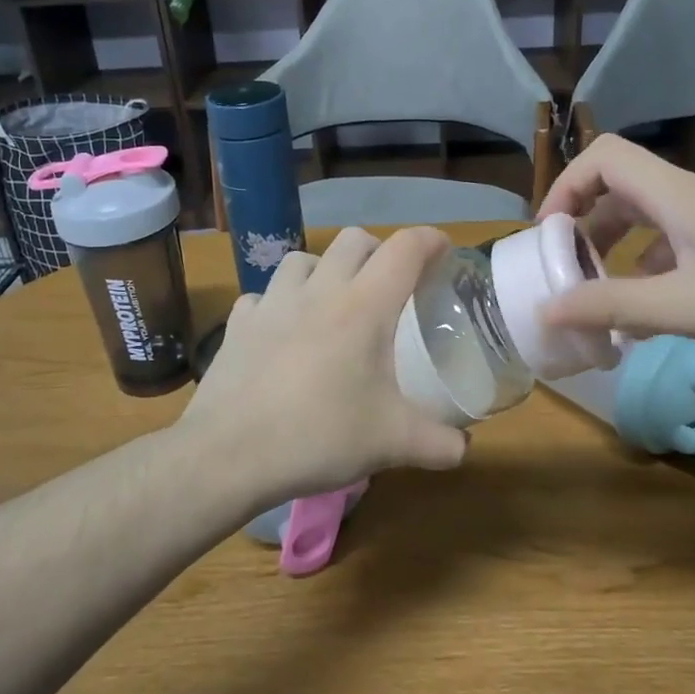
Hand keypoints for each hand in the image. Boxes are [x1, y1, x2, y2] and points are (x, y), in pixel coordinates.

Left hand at [177, 226, 468, 505]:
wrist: (230, 454)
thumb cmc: (320, 436)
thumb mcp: (392, 443)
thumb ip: (439, 444)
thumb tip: (464, 448)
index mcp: (363, 307)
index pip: (405, 249)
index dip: (430, 241)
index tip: (444, 251)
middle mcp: (319, 291)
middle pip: (354, 239)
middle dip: (379, 250)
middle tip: (390, 285)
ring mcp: (272, 302)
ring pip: (303, 259)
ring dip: (325, 269)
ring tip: (332, 302)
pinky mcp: (238, 323)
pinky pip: (262, 296)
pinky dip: (278, 304)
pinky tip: (281, 331)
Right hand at [536, 135, 694, 343]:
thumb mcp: (691, 305)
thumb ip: (616, 307)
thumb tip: (548, 310)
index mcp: (674, 195)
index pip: (602, 158)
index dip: (566, 187)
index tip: (551, 236)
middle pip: (625, 189)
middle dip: (590, 229)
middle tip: (577, 275)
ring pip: (660, 216)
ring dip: (628, 250)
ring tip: (619, 301)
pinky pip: (692, 235)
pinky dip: (666, 262)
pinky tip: (677, 305)